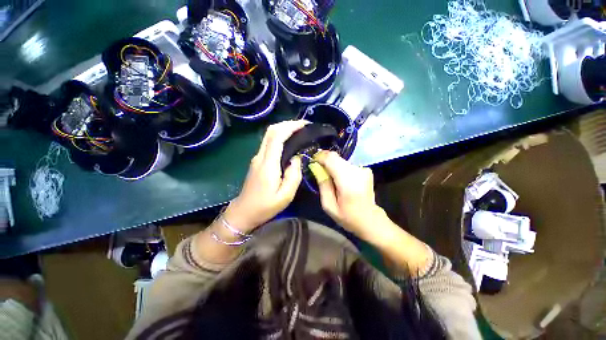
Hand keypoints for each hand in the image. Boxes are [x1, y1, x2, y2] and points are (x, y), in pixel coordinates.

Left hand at [223, 120, 307, 232]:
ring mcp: (257, 158)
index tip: (305, 125)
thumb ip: (294, 175)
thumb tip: (296, 158)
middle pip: (271, 131)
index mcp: (268, 164)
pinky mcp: (258, 161)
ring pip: (269, 135)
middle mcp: (260, 156)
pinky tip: (290, 143)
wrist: (244, 212)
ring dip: (284, 129)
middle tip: (304, 126)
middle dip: (288, 124)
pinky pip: (269, 143)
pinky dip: (280, 137)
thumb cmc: (265, 207)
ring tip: (299, 132)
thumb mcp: (286, 196)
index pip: (277, 136)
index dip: (291, 126)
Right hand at [313, 151, 388, 241]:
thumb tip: (316, 168)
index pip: (331, 158)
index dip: (320, 157)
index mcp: (347, 181)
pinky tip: (341, 181)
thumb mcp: (329, 206)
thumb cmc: (348, 216)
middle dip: (325, 161)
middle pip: (335, 157)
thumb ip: (323, 185)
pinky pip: (348, 165)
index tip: (313, 162)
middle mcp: (357, 171)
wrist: (371, 220)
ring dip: (333, 166)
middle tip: (319, 171)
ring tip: (330, 179)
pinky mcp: (366, 170)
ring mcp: (363, 169)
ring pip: (341, 160)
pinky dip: (341, 169)